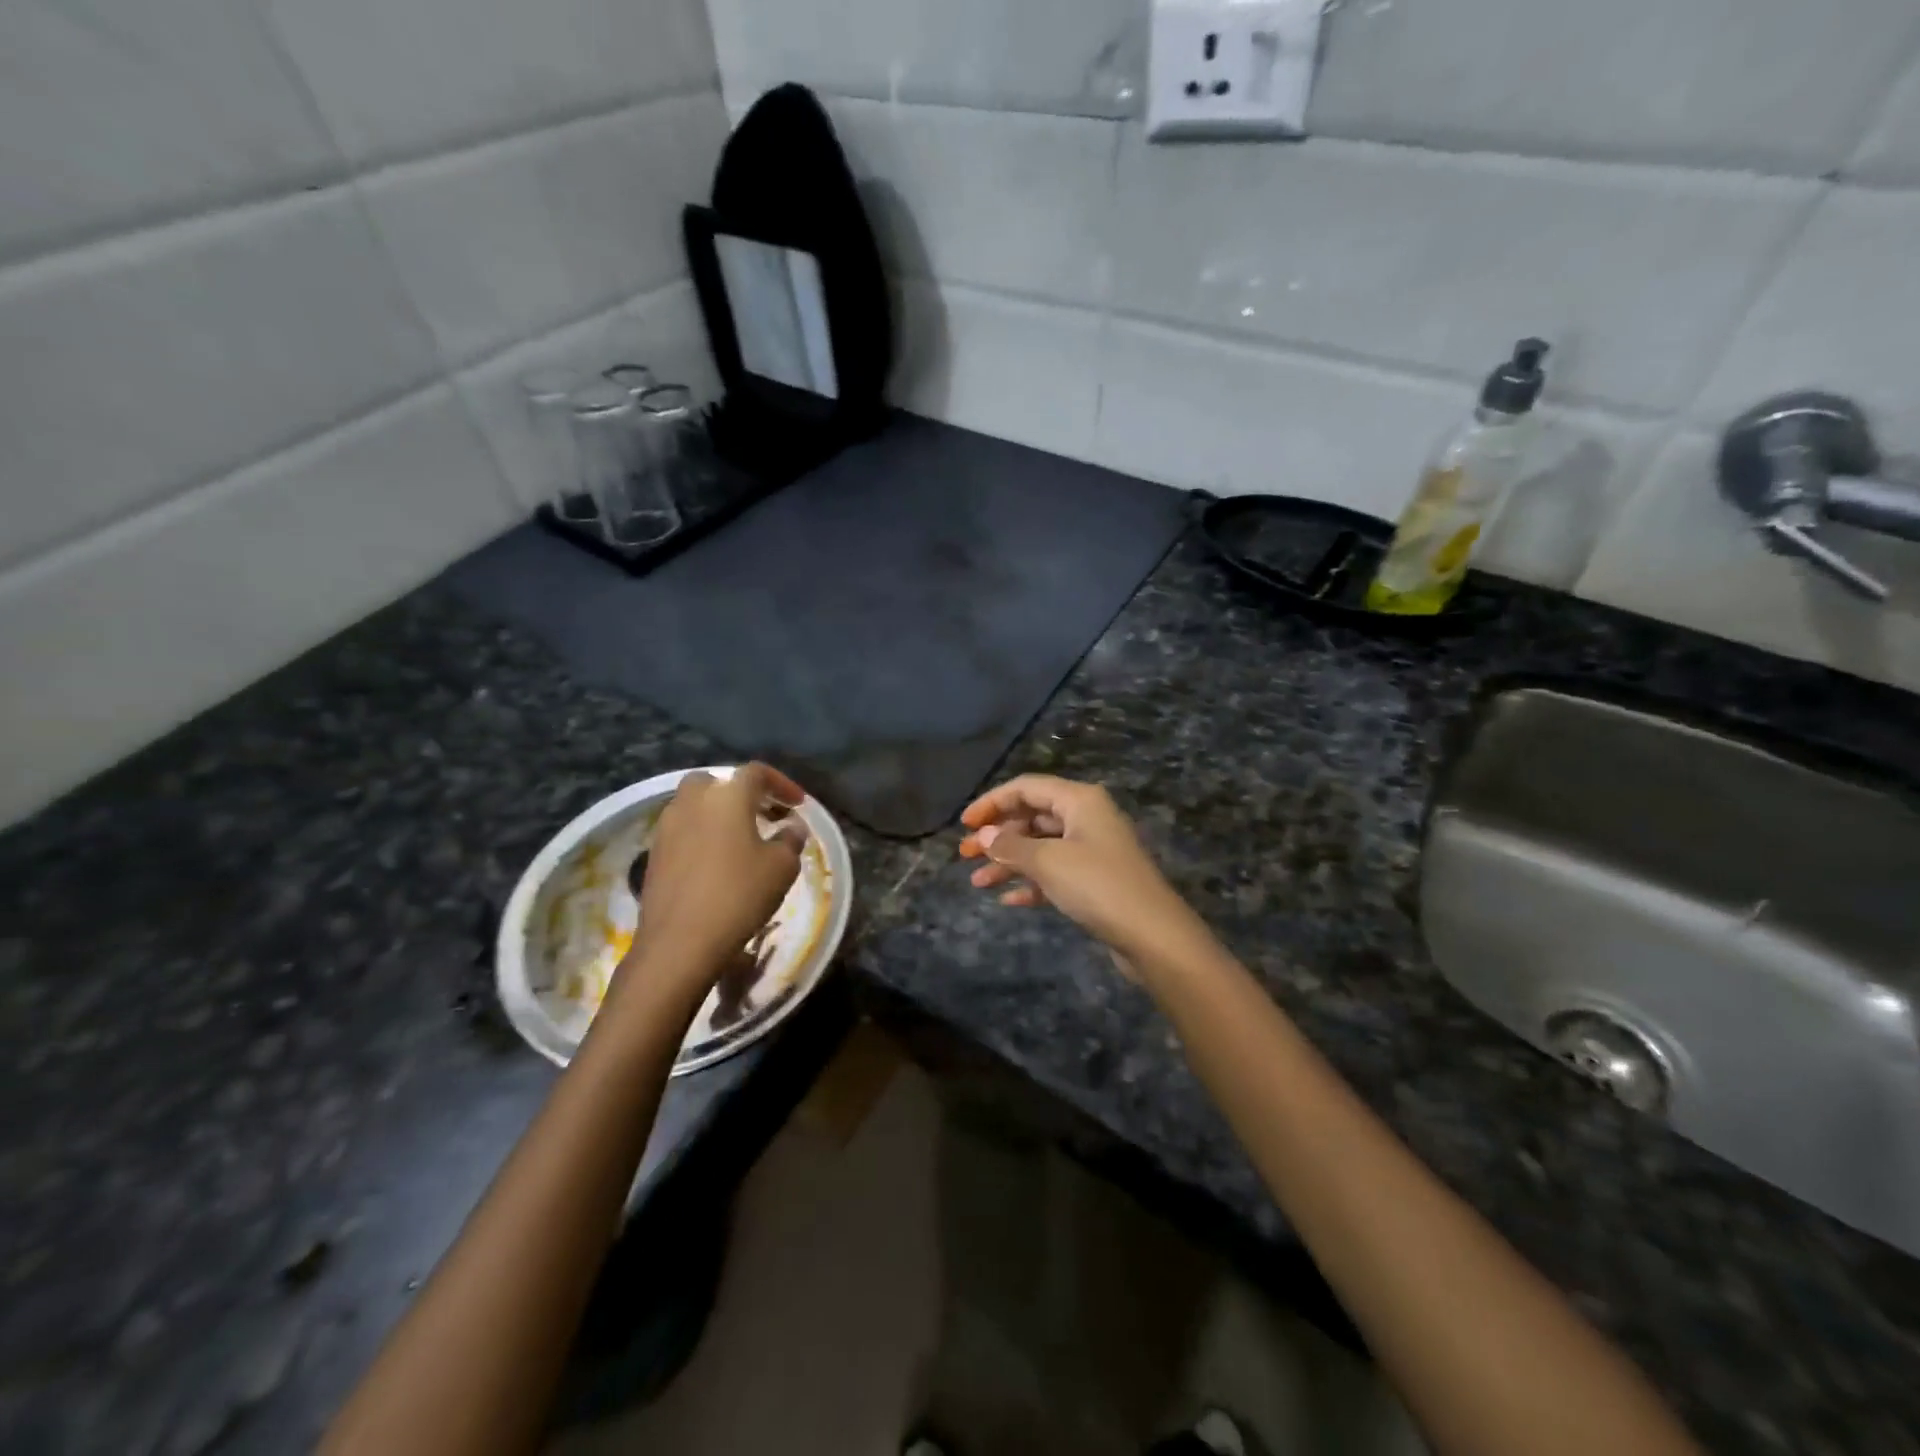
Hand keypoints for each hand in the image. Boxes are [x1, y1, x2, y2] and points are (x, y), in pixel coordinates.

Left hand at [625, 763, 808, 1005]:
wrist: (679, 943)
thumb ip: (790, 840)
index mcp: (727, 795)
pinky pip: (683, 830)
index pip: (756, 773)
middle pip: (718, 782)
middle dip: (741, 793)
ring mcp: (667, 826)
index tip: (798, 804)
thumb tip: (791, 827)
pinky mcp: (653, 854)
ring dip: (719, 814)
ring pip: (695, 805)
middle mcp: (692, 801)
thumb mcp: (781, 867)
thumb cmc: (739, 895)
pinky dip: (702, 834)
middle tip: (763, 814)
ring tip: (742, 839)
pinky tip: (717, 861)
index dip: (781, 784)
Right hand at [958, 775, 1210, 970]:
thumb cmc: (1097, 885)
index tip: (963, 824)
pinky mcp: (1096, 881)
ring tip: (977, 883)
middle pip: (1032, 816)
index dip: (991, 802)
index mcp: (1079, 800)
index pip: (1026, 787)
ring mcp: (1093, 850)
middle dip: (997, 835)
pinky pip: (1054, 873)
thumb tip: (982, 835)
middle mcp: (1087, 818)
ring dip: (1009, 862)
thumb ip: (1010, 846)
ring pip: (1041, 847)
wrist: (1153, 936)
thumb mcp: (1047, 862)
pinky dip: (1031, 882)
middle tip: (964, 855)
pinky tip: (1008, 899)